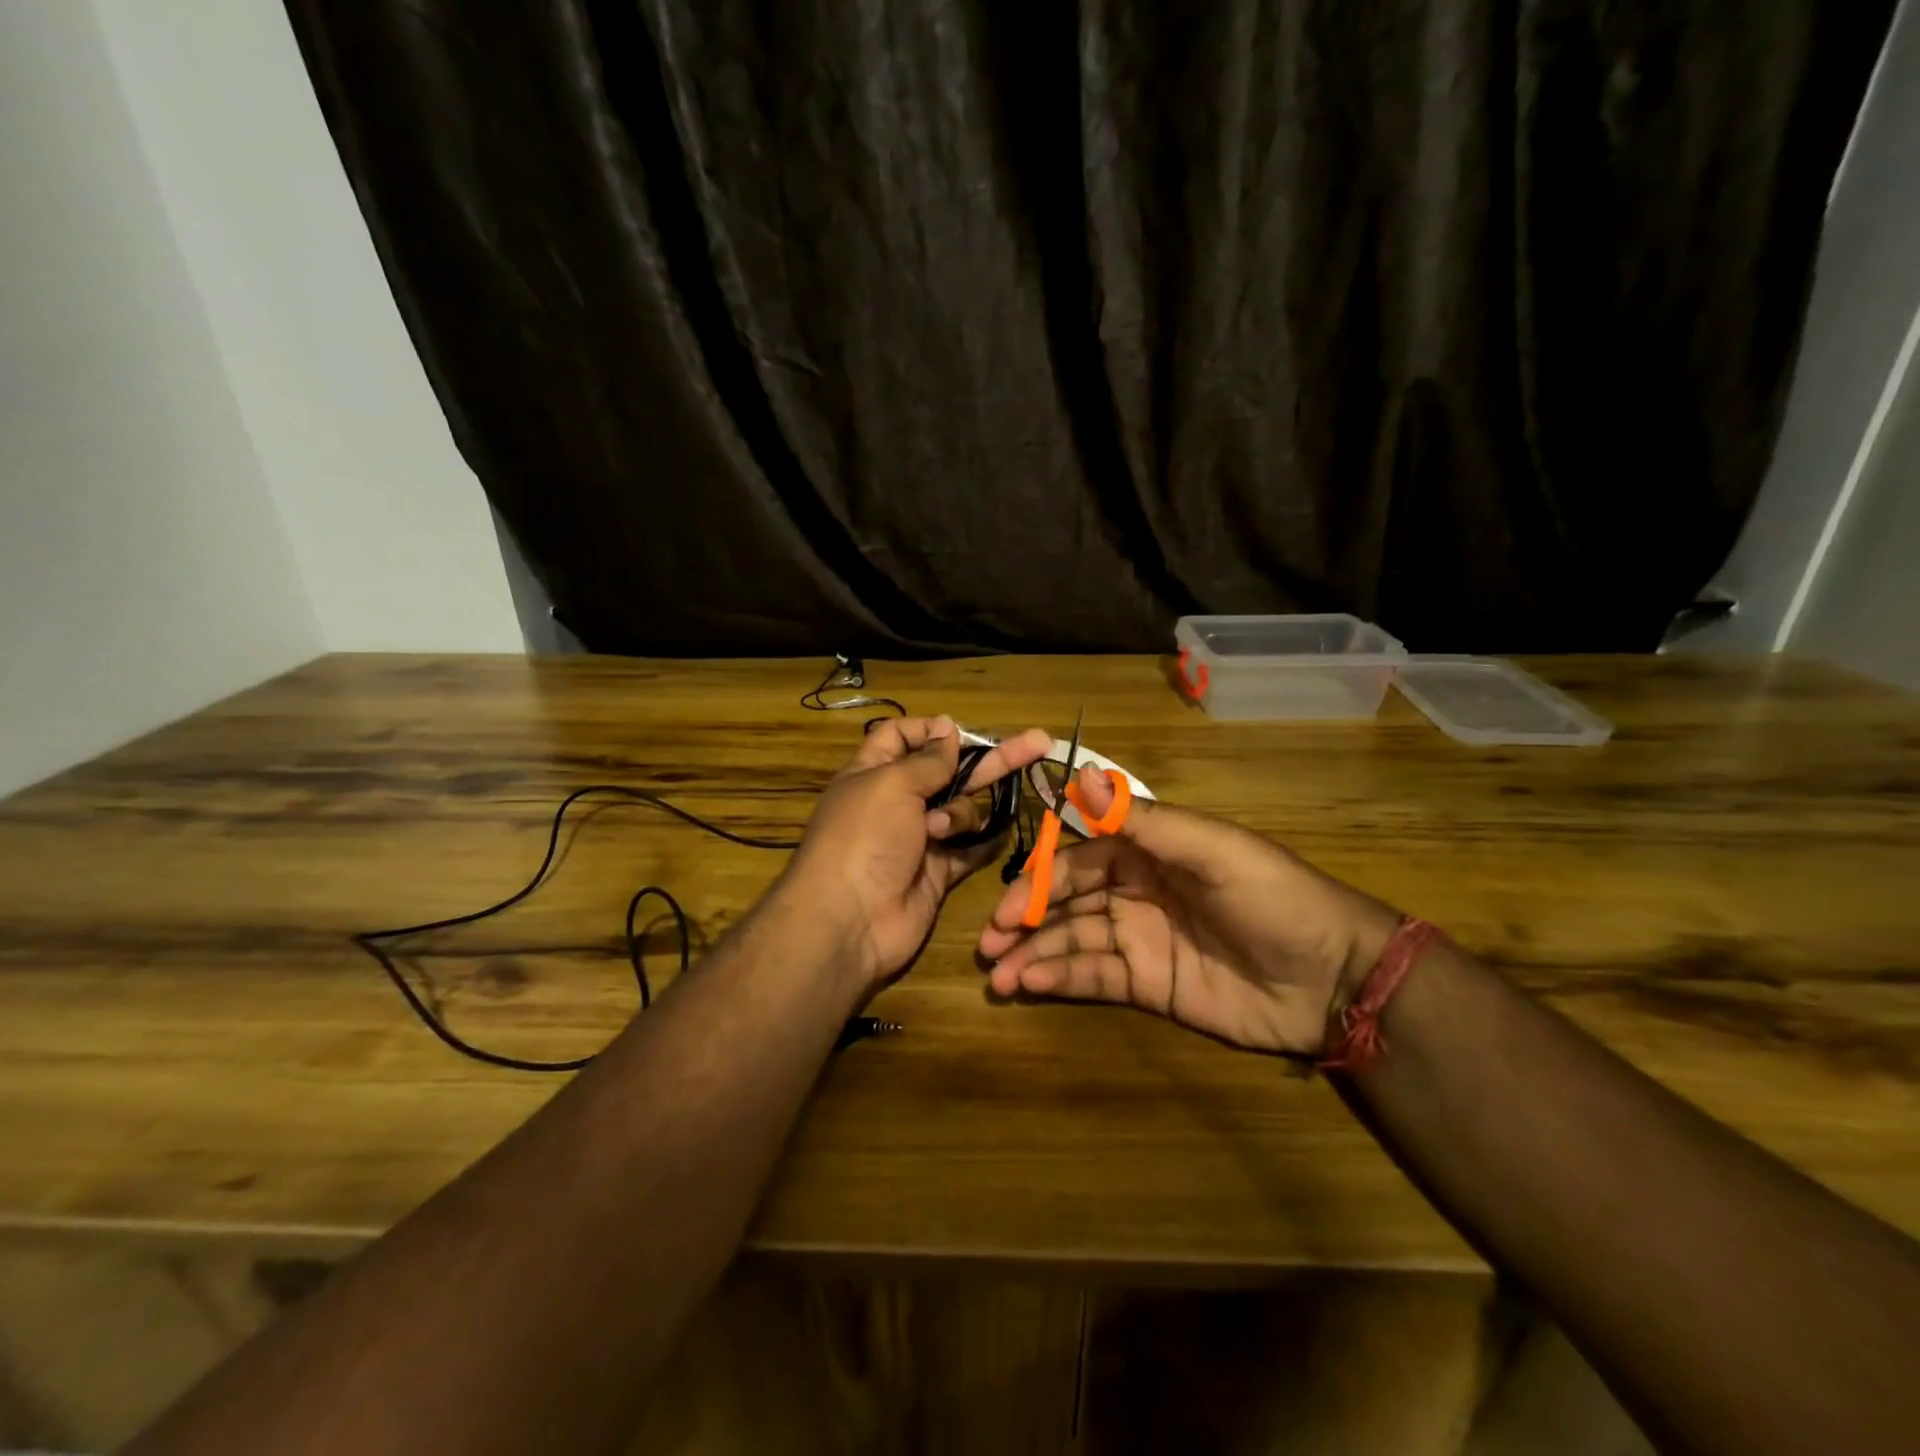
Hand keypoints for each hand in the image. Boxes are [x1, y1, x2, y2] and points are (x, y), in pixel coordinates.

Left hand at [786, 716, 1052, 987]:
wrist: (850, 920)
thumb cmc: (864, 838)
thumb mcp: (892, 784)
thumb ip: (928, 759)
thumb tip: (946, 727)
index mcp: (873, 772)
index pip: (902, 736)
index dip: (930, 730)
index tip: (958, 732)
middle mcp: (897, 801)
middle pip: (949, 770)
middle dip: (990, 758)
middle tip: (1039, 742)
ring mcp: (919, 838)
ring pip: (962, 809)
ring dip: (960, 814)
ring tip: (939, 831)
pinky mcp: (937, 871)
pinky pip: (970, 848)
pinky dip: (983, 841)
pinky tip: (1001, 831)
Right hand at [978, 767, 1401, 1056]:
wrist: (1333, 977)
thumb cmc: (1272, 896)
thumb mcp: (1210, 848)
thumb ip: (1140, 820)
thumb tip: (1075, 776)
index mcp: (1148, 852)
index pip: (1079, 859)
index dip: (1041, 878)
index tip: (1007, 901)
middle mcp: (1135, 891)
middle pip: (1067, 901)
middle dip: (1026, 918)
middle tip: (989, 941)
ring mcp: (1140, 939)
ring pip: (1073, 941)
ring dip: (1034, 954)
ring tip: (998, 975)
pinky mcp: (1149, 985)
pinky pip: (1095, 978)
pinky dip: (1060, 979)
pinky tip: (1031, 986)